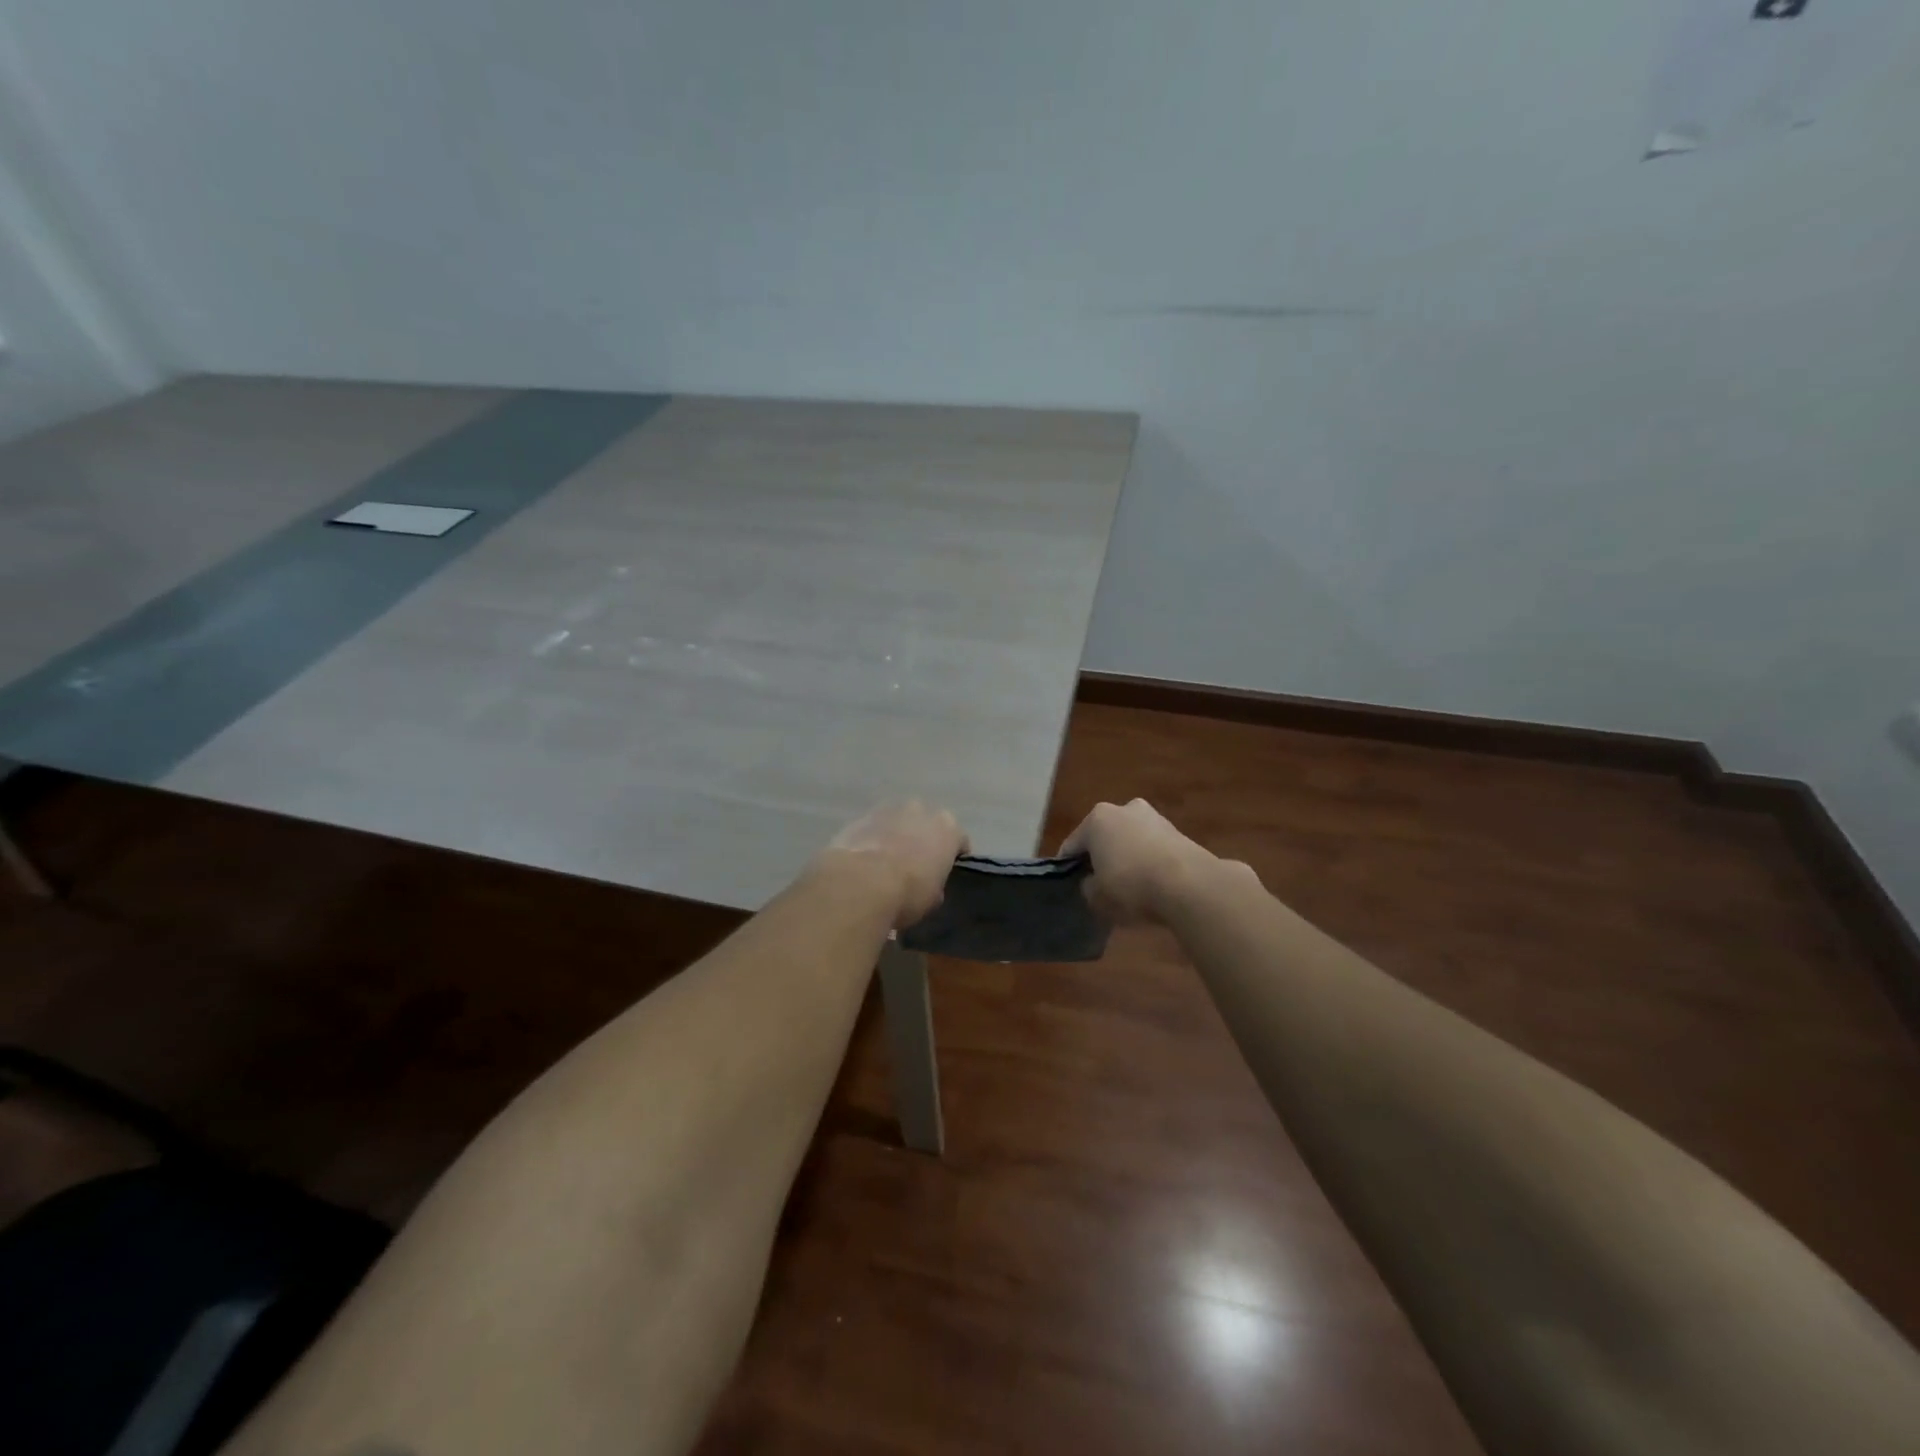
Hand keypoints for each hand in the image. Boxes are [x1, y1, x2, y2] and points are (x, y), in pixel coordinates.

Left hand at [821, 799, 968, 928]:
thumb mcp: (933, 899)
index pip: (959, 841)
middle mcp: (921, 810)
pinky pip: (873, 829)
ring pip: (898, 822)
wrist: (861, 884)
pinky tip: (865, 862)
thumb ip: (936, 884)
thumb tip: (928, 884)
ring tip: (886, 864)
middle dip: (923, 840)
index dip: (953, 858)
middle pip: (927, 824)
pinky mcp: (860, 817)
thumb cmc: (908, 893)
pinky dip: (872, 840)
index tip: (944, 873)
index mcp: (948, 828)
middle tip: (915, 866)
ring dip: (896, 836)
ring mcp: (889, 810)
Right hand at [1060, 798, 1217, 924]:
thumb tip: (1093, 883)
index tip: (1071, 885)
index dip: (1068, 867)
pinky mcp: (1178, 832)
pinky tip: (1153, 884)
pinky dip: (1149, 861)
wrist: (1189, 885)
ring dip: (1127, 857)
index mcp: (1097, 819)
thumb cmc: (1131, 885)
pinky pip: (1153, 848)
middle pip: (1104, 837)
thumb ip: (1088, 888)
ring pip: (1130, 840)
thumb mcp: (1097, 897)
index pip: (1072, 845)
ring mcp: (1154, 817)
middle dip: (1101, 857)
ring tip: (1130, 886)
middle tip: (1101, 884)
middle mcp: (1124, 809)